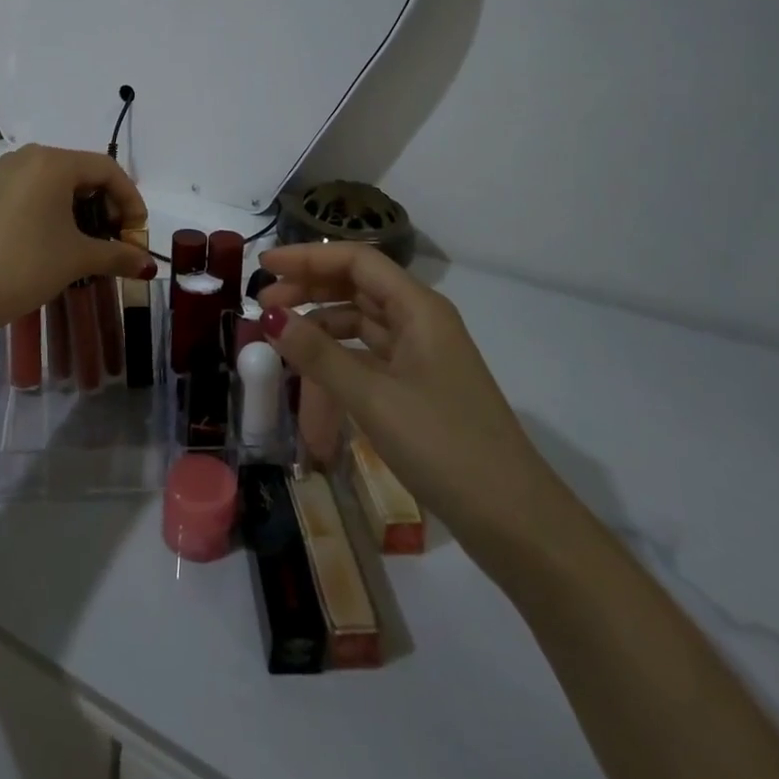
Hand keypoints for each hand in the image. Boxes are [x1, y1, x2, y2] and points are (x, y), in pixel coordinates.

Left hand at [0, 145, 154, 336]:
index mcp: (52, 162)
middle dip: (100, 203)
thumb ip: (118, 255)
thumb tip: (147, 264)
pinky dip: (38, 210)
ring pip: (44, 182)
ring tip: (75, 240)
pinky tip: (37, 241)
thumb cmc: (27, 266)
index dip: (129, 199)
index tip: (136, 232)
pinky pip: (17, 193)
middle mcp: (21, 157)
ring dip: (69, 207)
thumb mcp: (78, 258)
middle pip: (75, 172)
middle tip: (109, 237)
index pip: (105, 169)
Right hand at [257, 244, 561, 551]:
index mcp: (419, 308)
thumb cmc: (444, 445)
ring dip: (321, 324)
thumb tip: (269, 317)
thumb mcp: (373, 398)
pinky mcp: (419, 387)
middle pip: (357, 286)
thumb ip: (318, 354)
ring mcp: (422, 355)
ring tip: (281, 337)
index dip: (308, 258)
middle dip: (310, 288)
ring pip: (362, 322)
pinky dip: (339, 357)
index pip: (356, 261)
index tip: (264, 267)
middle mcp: (421, 321)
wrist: (514, 520)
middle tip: (264, 303)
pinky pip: (370, 356)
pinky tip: (313, 372)